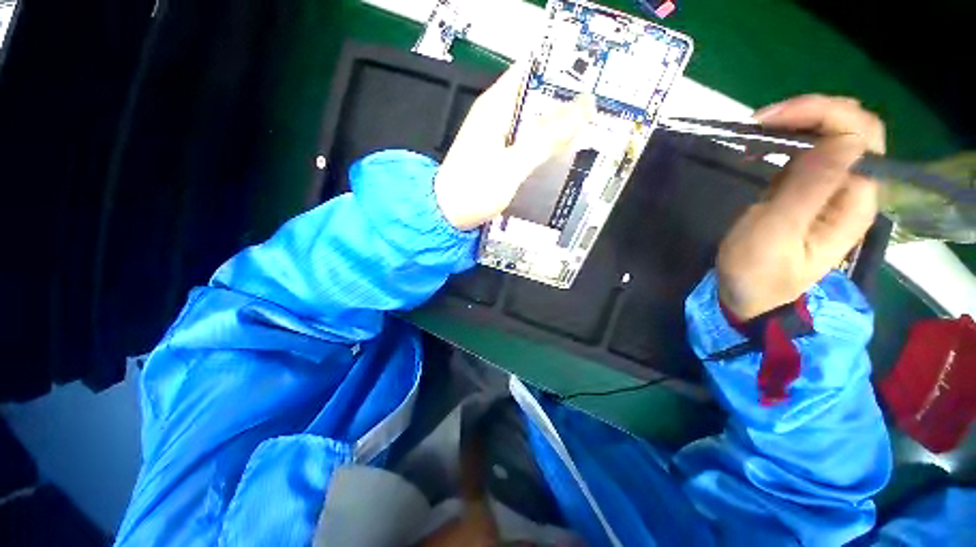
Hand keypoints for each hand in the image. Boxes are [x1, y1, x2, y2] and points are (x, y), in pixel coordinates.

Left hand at [435, 64, 595, 229]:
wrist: (447, 215)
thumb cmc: (474, 190)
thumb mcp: (512, 166)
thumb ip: (544, 138)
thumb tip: (583, 106)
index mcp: (496, 105)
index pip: (532, 69)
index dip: (562, 69)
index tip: (595, 77)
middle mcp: (496, 113)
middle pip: (535, 95)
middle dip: (565, 101)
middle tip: (600, 109)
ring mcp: (496, 134)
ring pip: (533, 119)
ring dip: (556, 124)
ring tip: (590, 128)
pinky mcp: (497, 152)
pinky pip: (526, 139)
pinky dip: (543, 142)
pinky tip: (561, 151)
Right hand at [717, 95, 885, 319]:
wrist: (748, 295)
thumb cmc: (757, 271)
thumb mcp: (776, 234)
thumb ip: (808, 189)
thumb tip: (841, 140)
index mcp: (854, 201)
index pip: (861, 135)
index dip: (822, 113)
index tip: (770, 120)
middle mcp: (853, 188)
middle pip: (853, 127)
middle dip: (812, 112)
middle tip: (762, 121)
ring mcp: (832, 188)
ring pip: (832, 134)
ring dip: (798, 123)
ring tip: (757, 132)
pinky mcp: (809, 190)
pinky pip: (810, 150)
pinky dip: (788, 138)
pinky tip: (761, 145)